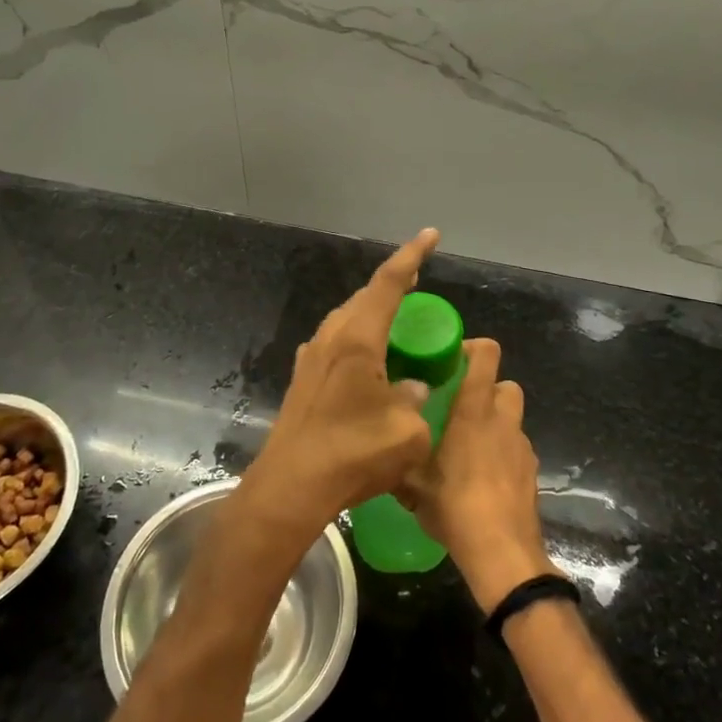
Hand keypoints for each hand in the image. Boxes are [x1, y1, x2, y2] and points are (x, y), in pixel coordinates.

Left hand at [234, 230, 441, 550]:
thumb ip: (416, 401)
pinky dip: (359, 339)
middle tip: (418, 284)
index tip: (431, 235)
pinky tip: (368, 362)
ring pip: (348, 319)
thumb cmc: (353, 454)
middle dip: (393, 286)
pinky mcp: (303, 379)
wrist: (291, 486)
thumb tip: (411, 388)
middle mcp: (331, 338)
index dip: (412, 256)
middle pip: (365, 297)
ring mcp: (312, 357)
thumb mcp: (407, 432)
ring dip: (373, 314)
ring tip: (397, 322)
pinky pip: (337, 343)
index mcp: (358, 338)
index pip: (388, 283)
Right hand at [403, 339, 555, 612]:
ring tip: (468, 445)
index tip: (450, 359)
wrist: (502, 554)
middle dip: (487, 387)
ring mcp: (522, 447)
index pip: (487, 355)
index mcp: (474, 411)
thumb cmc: (455, 507)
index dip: (472, 348)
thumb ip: (399, 458)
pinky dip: (503, 451)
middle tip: (459, 405)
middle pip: (505, 384)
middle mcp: (503, 420)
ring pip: (512, 418)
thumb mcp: (412, 485)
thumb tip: (383, 445)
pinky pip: (516, 448)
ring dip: (495, 421)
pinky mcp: (532, 472)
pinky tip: (483, 477)